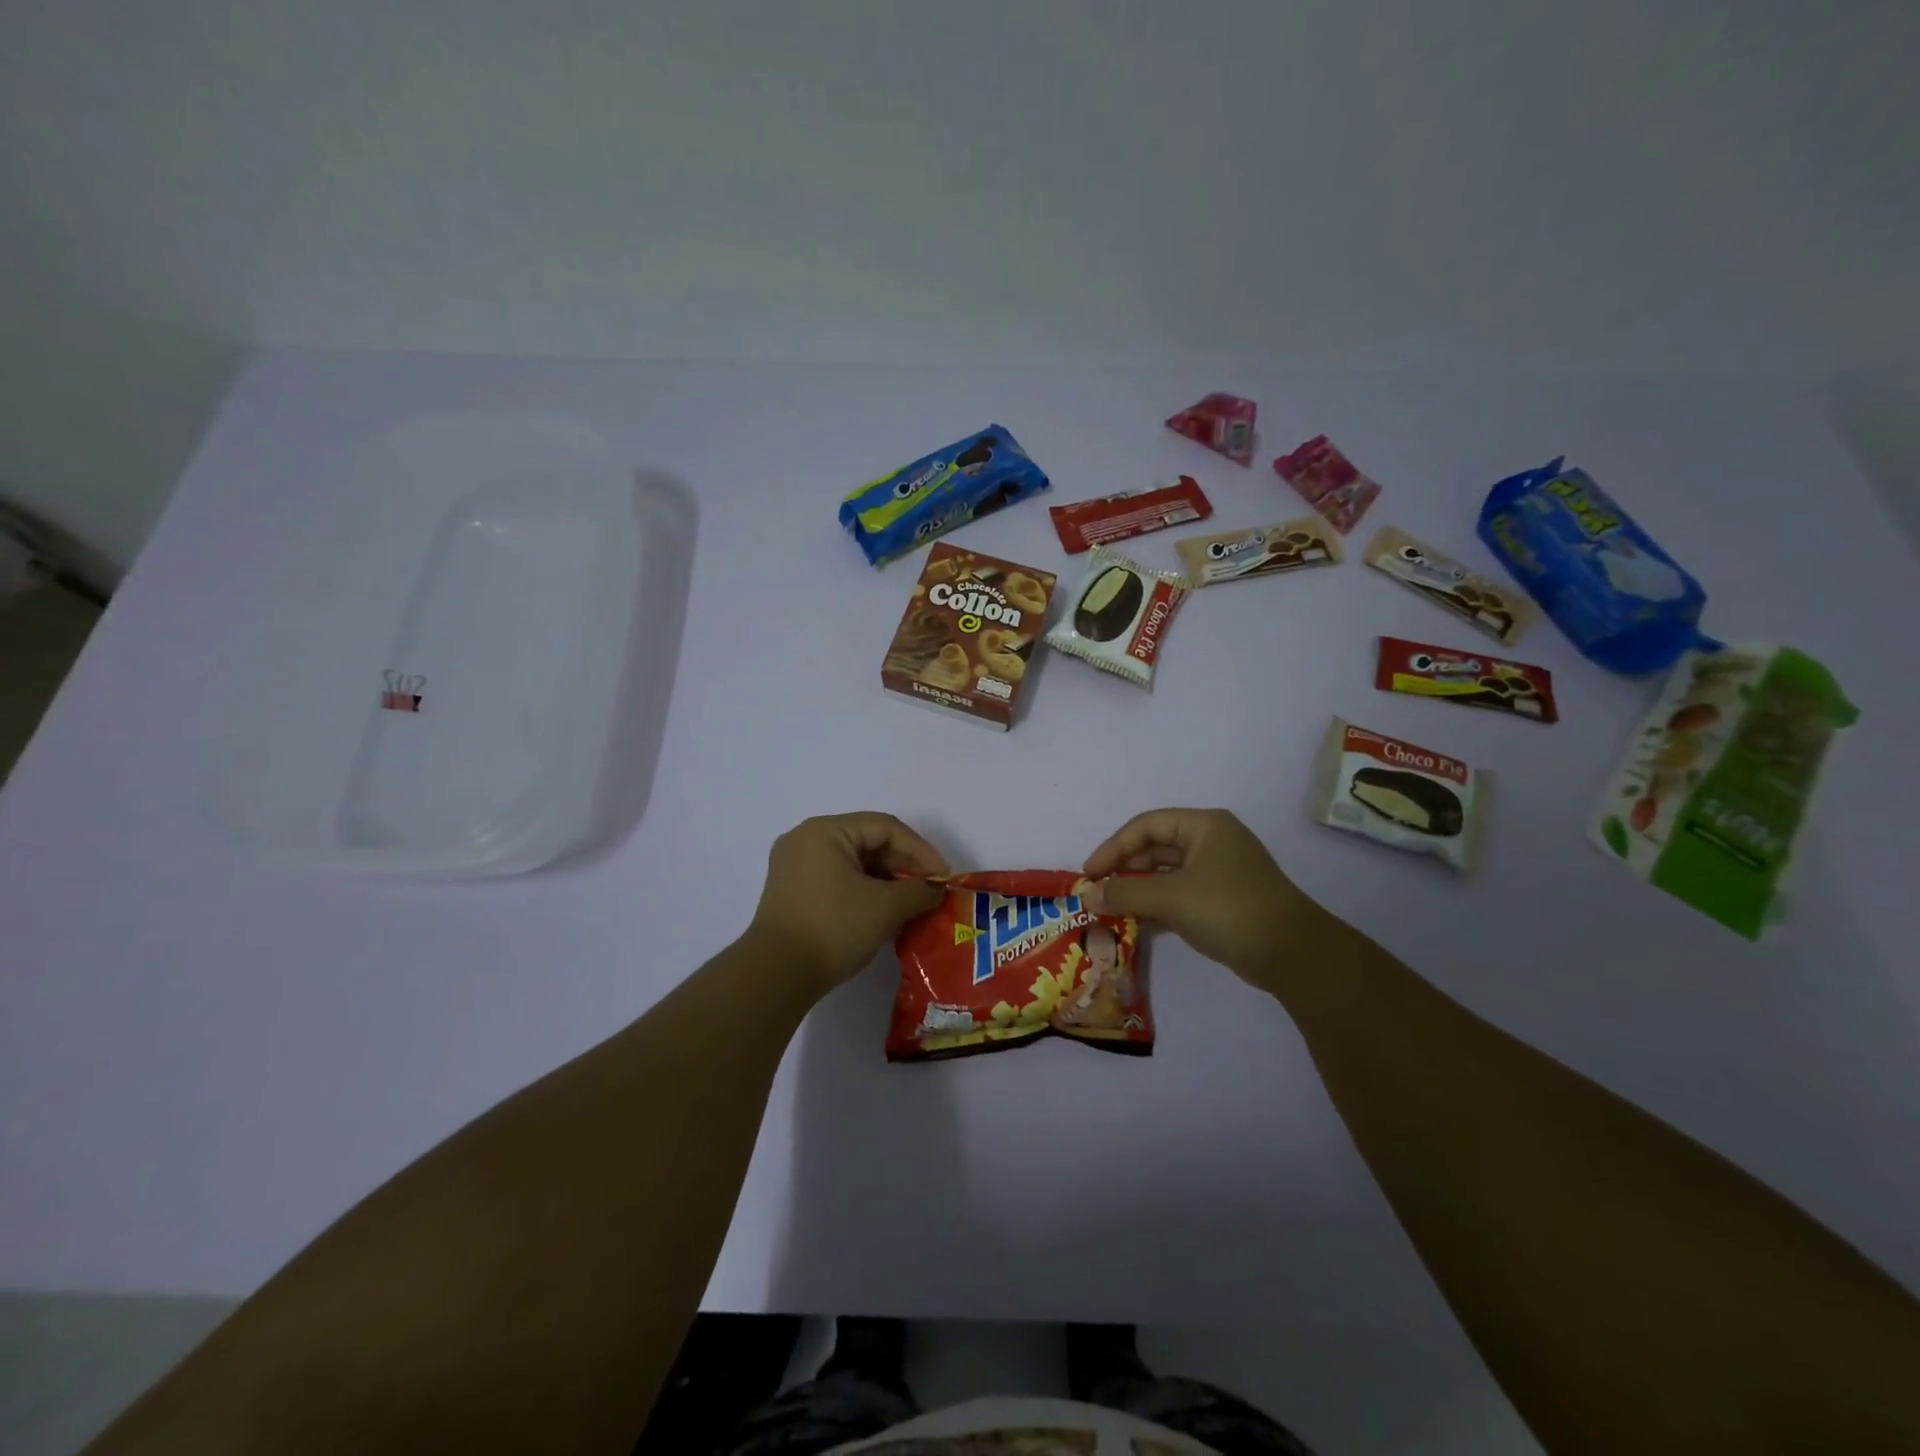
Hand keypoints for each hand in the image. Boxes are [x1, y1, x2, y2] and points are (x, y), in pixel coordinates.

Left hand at [748, 813, 948, 993]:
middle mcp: (806, 840)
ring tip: (913, 905)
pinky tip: (885, 914)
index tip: (943, 877)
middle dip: (904, 867)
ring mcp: (795, 867)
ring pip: (854, 864)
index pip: (886, 828)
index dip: (921, 850)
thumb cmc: (833, 928)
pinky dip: (865, 893)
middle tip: (930, 891)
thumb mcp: (885, 907)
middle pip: (868, 842)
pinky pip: (838, 881)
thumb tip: (936, 890)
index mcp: (825, 831)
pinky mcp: (792, 893)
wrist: (776, 975)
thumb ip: (919, 892)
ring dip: (886, 882)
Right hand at [1080, 809, 1329, 991]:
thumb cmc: (1229, 909)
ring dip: (1138, 889)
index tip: (1089, 874)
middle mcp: (1211, 842)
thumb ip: (1125, 892)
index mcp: (1204, 826)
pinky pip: (1179, 895)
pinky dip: (1156, 905)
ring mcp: (1219, 872)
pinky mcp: (1222, 901)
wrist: (1292, 954)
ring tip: (1110, 910)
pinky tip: (1135, 923)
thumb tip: (1087, 896)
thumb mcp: (1171, 897)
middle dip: (1124, 870)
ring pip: (1166, 874)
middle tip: (1096, 893)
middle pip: (1155, 848)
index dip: (1113, 847)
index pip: (1145, 826)